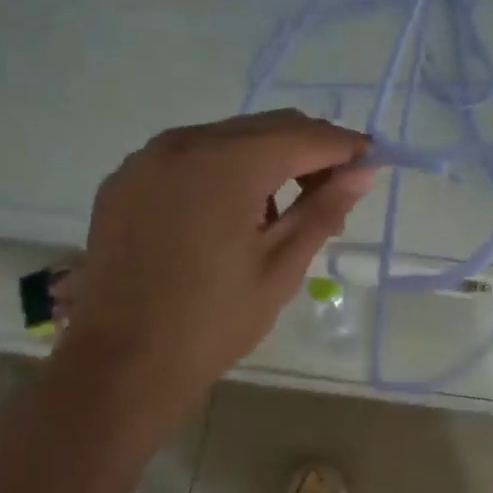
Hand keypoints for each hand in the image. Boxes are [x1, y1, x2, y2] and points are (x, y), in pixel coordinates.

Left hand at [56, 110, 374, 404]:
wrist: (121, 365)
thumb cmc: (213, 320)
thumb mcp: (281, 266)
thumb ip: (324, 209)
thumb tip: (363, 172)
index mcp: (226, 164)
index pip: (303, 136)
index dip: (344, 147)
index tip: (372, 162)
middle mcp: (183, 143)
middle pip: (266, 128)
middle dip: (308, 151)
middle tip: (333, 194)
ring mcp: (147, 159)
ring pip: (228, 138)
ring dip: (267, 160)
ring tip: (282, 213)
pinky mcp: (126, 180)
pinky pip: (191, 157)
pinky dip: (224, 170)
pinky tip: (231, 214)